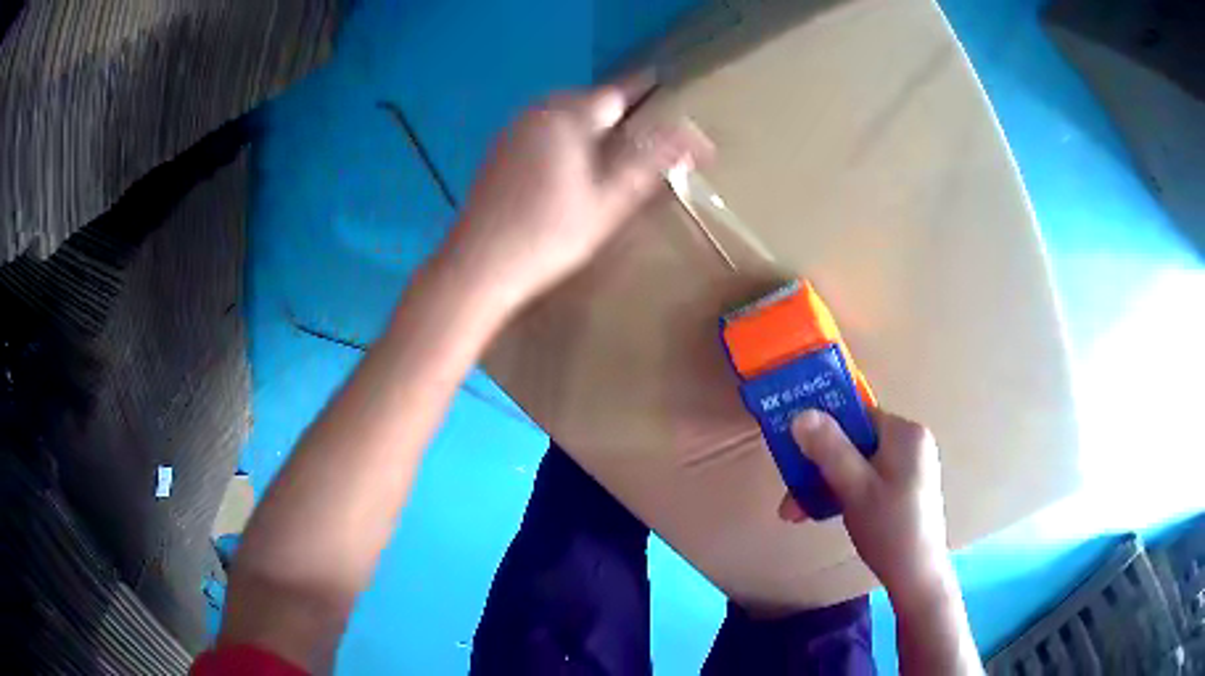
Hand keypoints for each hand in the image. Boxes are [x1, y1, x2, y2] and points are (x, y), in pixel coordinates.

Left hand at [441, 76, 712, 311]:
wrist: (480, 264)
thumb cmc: (552, 234)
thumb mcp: (611, 201)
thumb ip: (652, 163)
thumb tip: (694, 138)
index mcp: (568, 117)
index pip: (617, 92)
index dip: (644, 90)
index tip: (664, 83)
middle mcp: (538, 112)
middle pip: (587, 99)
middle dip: (615, 107)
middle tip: (642, 122)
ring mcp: (513, 130)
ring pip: (561, 112)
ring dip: (588, 120)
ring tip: (611, 140)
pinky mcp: (499, 150)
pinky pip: (541, 127)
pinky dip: (563, 133)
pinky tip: (568, 160)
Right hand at [779, 409, 952, 603]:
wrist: (916, 576)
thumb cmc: (889, 528)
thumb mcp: (855, 488)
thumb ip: (830, 449)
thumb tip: (801, 413)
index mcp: (905, 433)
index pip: (857, 416)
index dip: (823, 429)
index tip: (793, 451)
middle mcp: (910, 443)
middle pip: (854, 444)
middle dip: (819, 469)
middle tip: (790, 498)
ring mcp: (909, 467)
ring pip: (857, 466)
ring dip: (826, 486)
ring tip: (797, 514)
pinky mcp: (905, 489)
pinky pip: (867, 480)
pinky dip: (844, 494)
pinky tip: (823, 515)